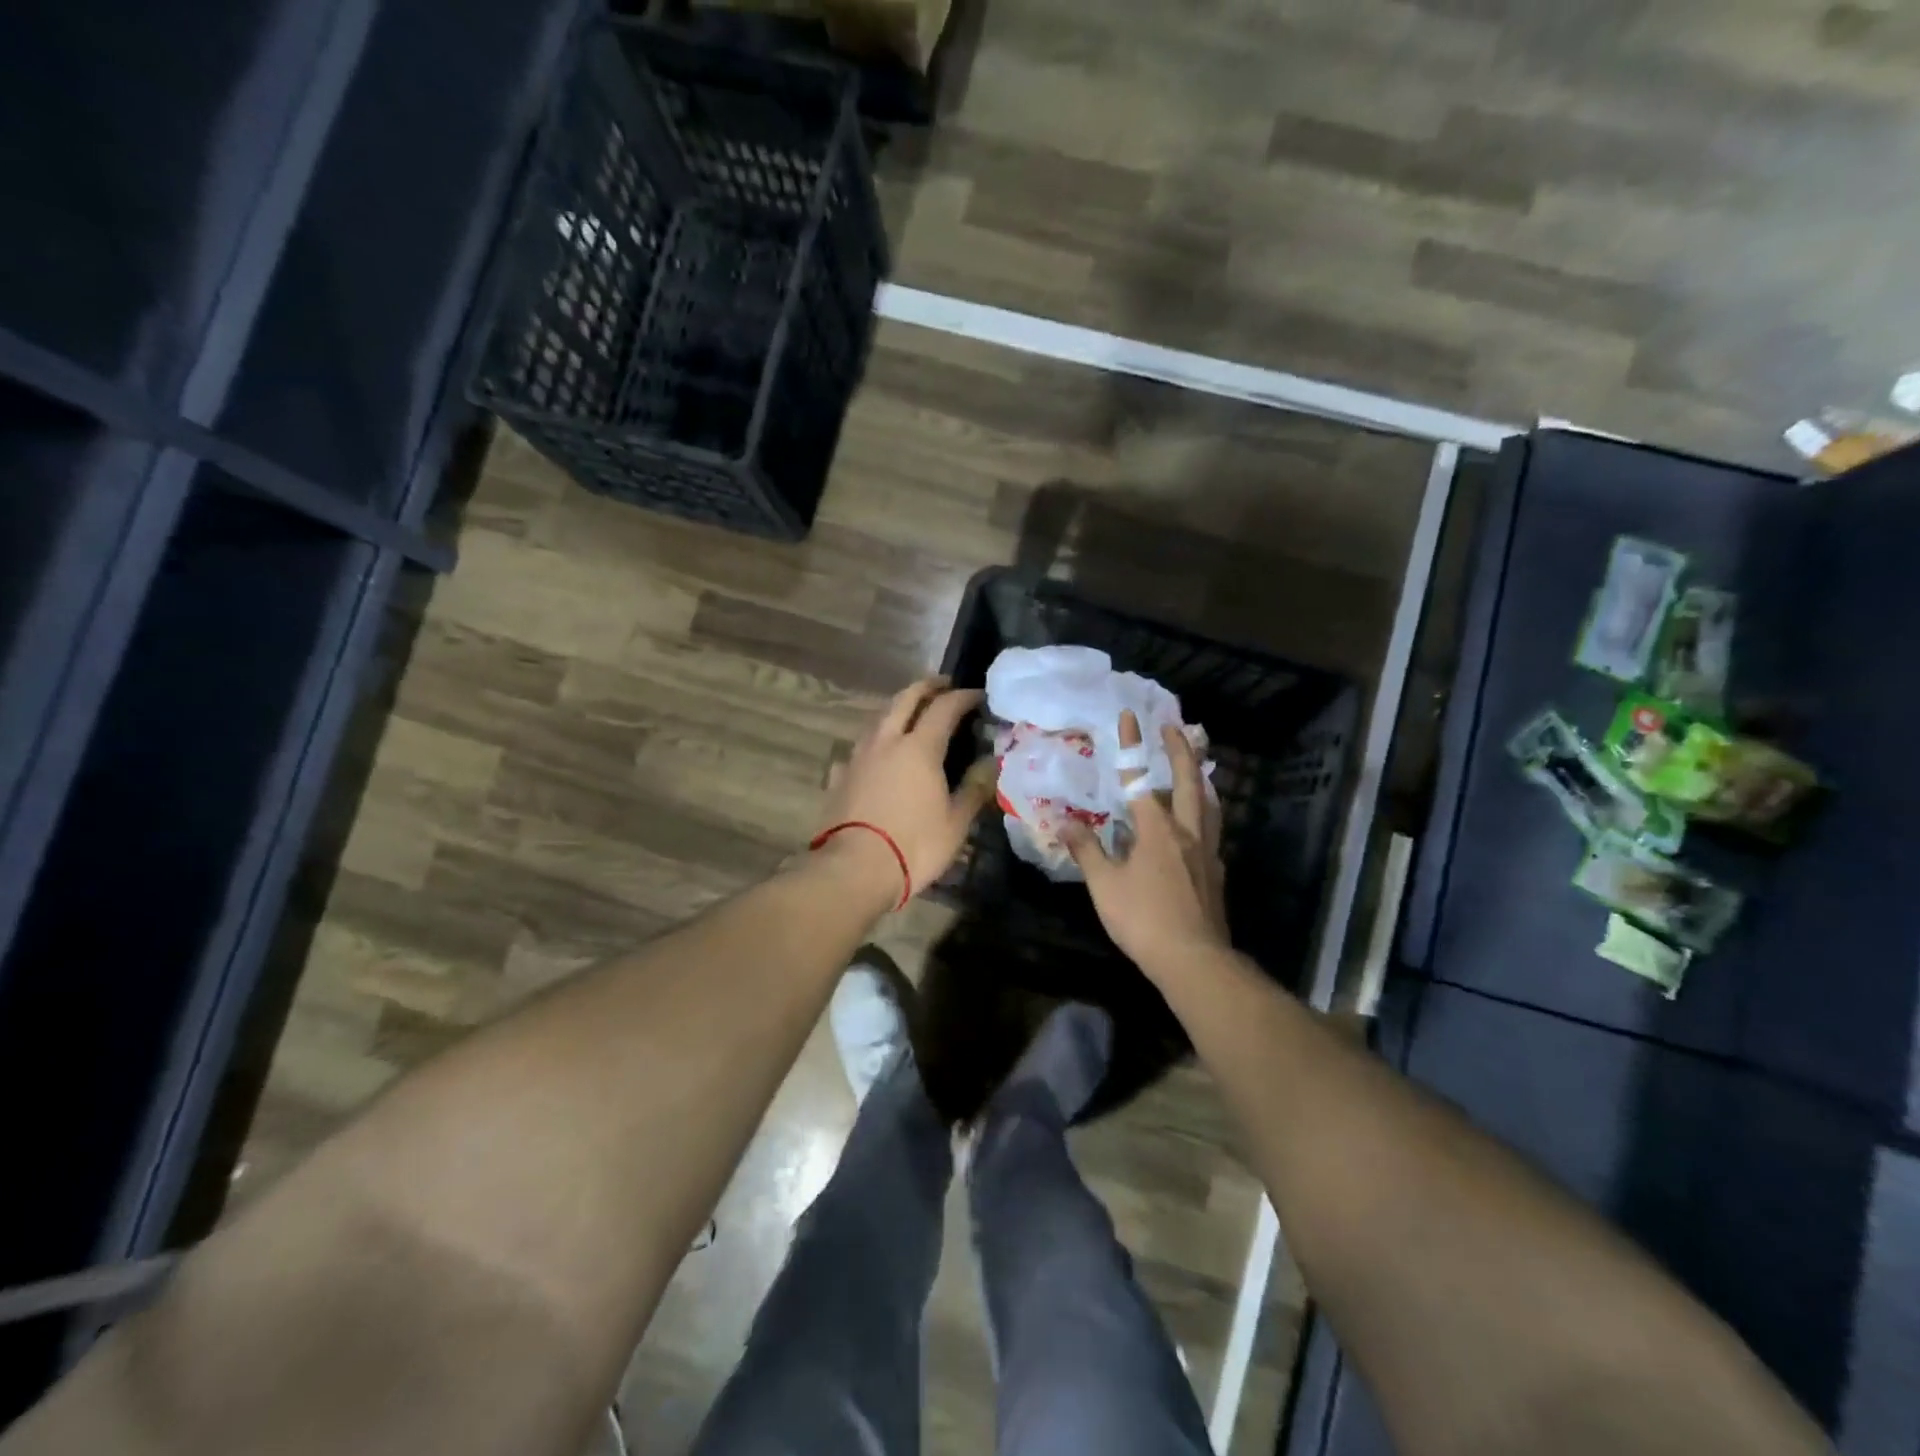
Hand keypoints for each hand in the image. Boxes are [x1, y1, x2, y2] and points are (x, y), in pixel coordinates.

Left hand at [814, 676, 993, 906]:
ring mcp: (857, 757)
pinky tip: (876, 756)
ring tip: (910, 714)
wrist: (853, 870)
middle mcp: (886, 742)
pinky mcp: (839, 776)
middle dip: (925, 687)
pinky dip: (874, 743)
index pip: (944, 708)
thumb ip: (974, 789)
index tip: (978, 695)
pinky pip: (859, 749)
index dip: (963, 697)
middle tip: (942, 685)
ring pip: (878, 719)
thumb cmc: (913, 846)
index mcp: (919, 748)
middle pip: (904, 700)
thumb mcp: (955, 823)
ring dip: (897, 709)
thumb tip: (991, 764)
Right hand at [1063, 711, 1228, 974]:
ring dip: (1201, 779)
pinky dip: (1205, 812)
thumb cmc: (1143, 919)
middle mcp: (1187, 832)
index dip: (1134, 748)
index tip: (1131, 718)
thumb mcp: (1104, 885)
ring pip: (1209, 804)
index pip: (1141, 780)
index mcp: (1157, 830)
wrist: (1194, 959)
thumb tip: (1064, 822)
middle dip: (1181, 751)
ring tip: (1197, 767)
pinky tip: (1199, 824)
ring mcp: (1207, 852)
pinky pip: (1212, 829)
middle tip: (1175, 728)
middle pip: (1189, 782)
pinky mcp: (1215, 872)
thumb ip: (1086, 850)